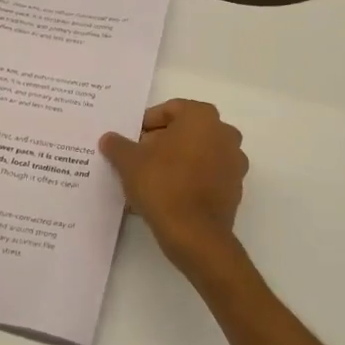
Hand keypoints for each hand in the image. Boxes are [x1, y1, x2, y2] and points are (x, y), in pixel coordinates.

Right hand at [100, 99, 247, 269]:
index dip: (146, 123)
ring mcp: (234, 162)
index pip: (170, 110)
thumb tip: (109, 139)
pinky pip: (206, 176)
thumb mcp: (129, 161)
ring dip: (174, 162)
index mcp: (202, 117)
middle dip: (160, 142)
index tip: (131, 140)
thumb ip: (118, 145)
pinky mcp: (234, 189)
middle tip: (137, 158)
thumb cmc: (162, 184)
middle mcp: (224, 134)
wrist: (194, 234)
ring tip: (149, 180)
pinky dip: (188, 180)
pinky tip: (166, 196)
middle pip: (185, 131)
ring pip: (197, 154)